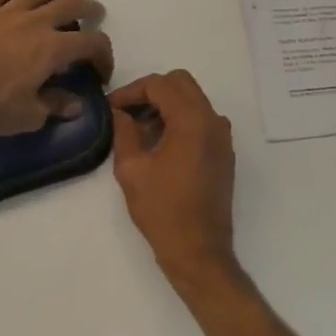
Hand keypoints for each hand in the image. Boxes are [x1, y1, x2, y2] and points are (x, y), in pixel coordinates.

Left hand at [0, 0, 113, 135]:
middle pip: (70, 5)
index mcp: (53, 48)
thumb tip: (76, 105)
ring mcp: (5, 11)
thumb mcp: (27, 116)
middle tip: (95, 11)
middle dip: (88, 7)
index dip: (104, 55)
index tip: (101, 72)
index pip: (91, 43)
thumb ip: (54, 107)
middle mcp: (35, 22)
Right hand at [109, 71, 239, 290]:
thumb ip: (124, 131)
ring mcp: (222, 137)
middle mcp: (213, 121)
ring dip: (166, 105)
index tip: (111, 107)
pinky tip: (159, 143)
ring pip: (193, 100)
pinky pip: (201, 120)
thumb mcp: (131, 169)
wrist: (199, 251)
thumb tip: (120, 112)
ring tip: (139, 129)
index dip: (131, 91)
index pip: (160, 85)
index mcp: (192, 120)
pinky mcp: (224, 153)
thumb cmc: (162, 210)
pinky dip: (180, 120)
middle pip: (181, 84)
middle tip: (126, 111)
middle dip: (151, 91)